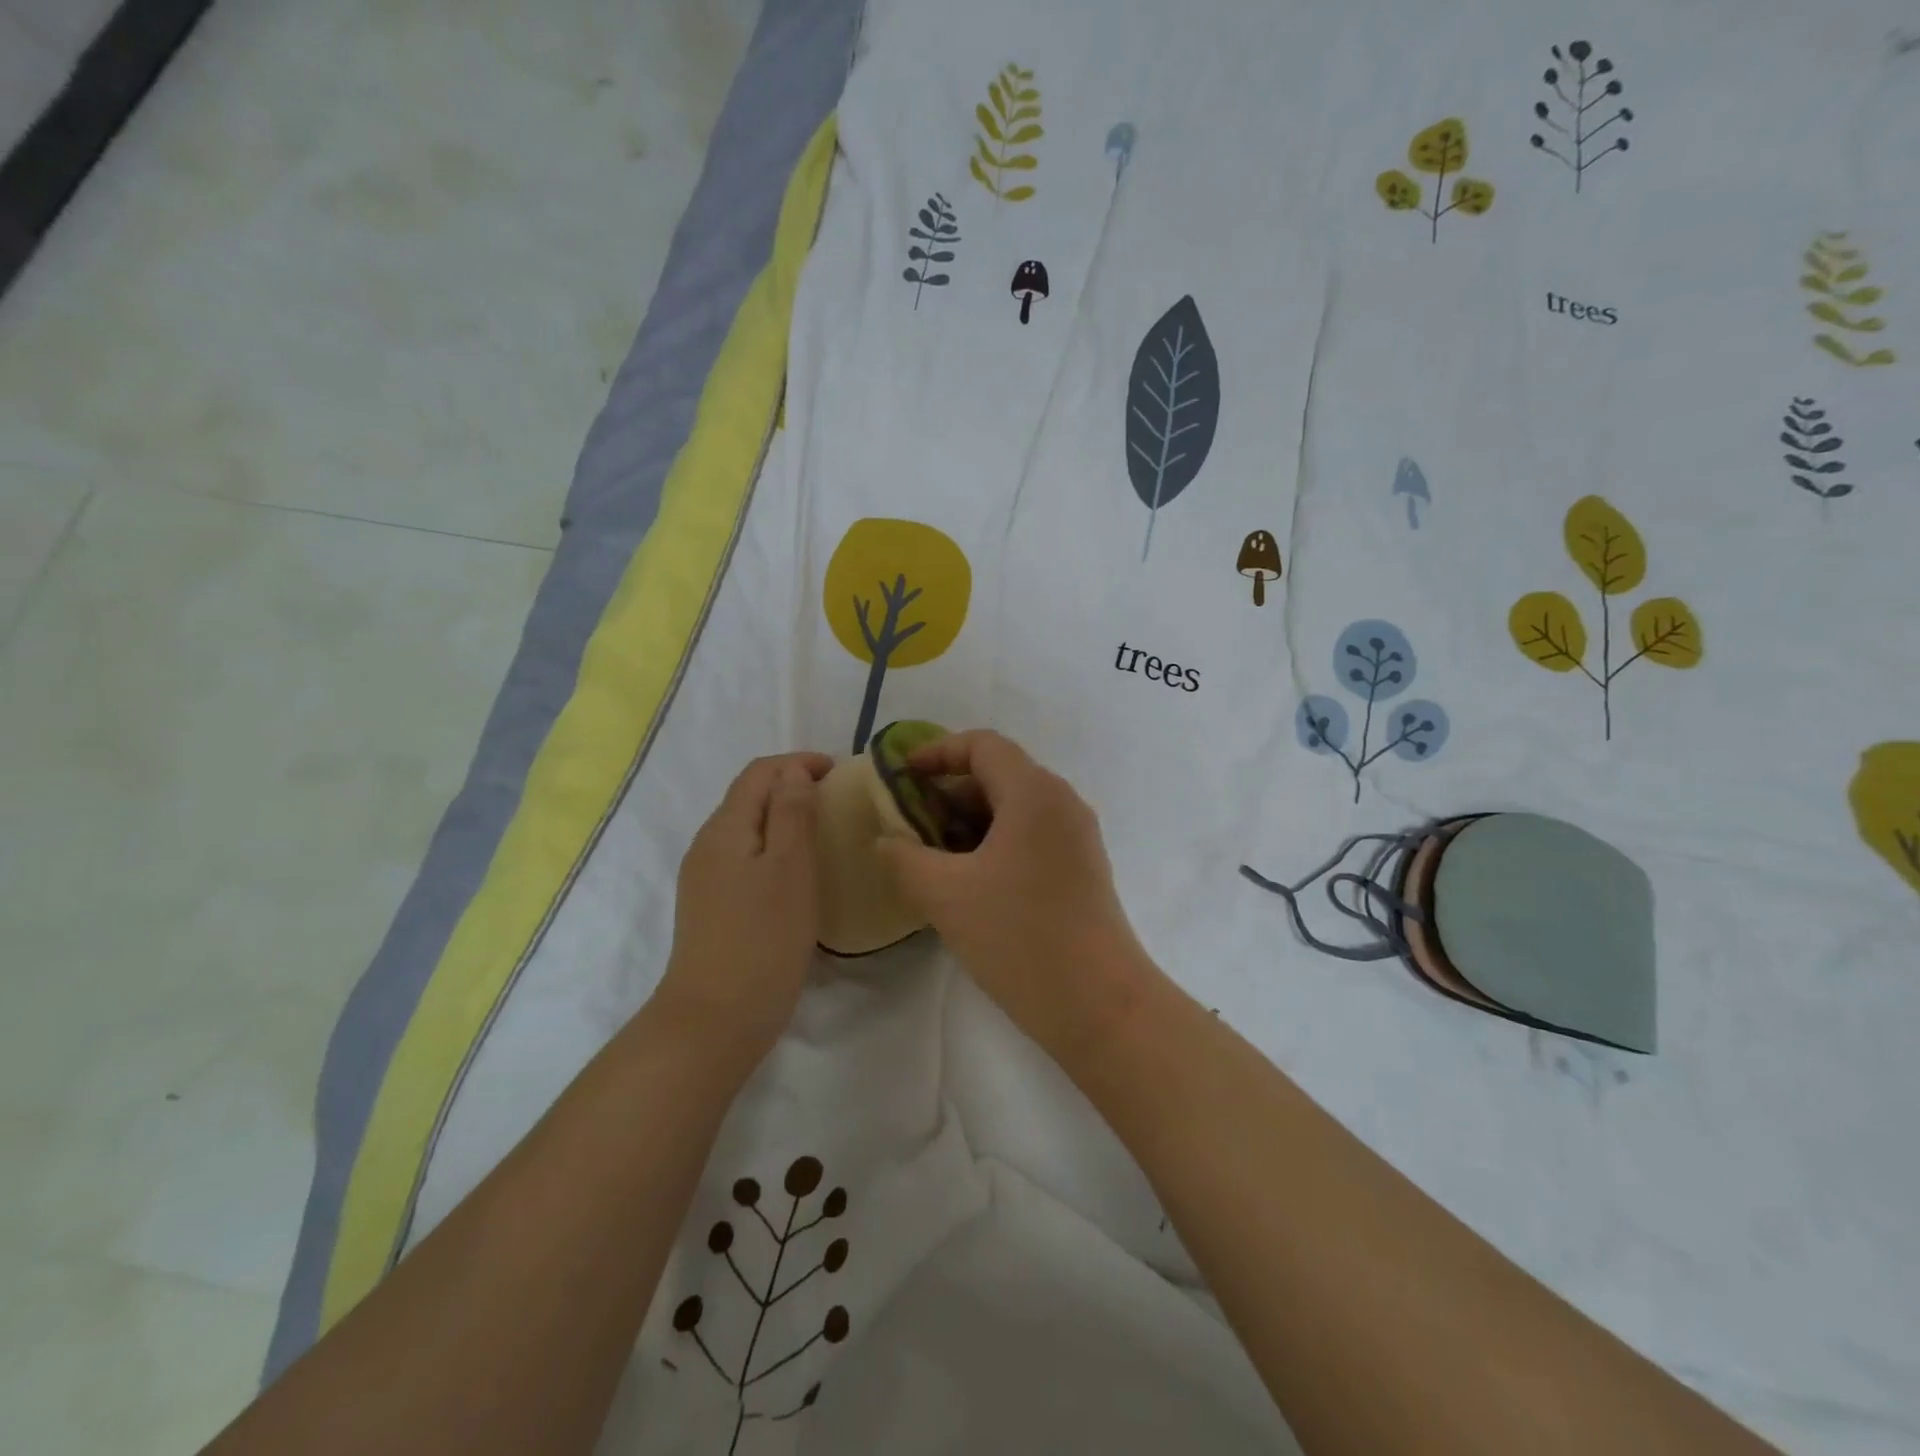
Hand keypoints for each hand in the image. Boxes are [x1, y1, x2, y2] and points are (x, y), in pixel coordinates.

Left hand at [655, 752, 834, 1063]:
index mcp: (725, 828)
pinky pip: (745, 858)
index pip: (759, 773)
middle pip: (749, 797)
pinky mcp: (711, 906)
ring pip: (748, 829)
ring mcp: (705, 878)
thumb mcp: (789, 869)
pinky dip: (774, 848)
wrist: (714, 1021)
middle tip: (837, 801)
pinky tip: (797, 872)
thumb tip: (794, 773)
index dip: (798, 763)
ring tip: (823, 831)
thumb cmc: (762, 939)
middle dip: (792, 787)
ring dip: (784, 818)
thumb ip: (791, 813)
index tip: (840, 773)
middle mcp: (708, 845)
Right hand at [876, 730, 1154, 1057]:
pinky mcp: (1082, 868)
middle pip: (998, 774)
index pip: (982, 745)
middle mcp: (1061, 802)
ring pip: (1014, 808)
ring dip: (969, 820)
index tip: (900, 775)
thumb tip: (886, 840)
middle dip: (948, 792)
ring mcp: (1077, 836)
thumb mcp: (946, 895)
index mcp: (1033, 792)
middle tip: (909, 822)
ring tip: (931, 855)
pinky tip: (967, 880)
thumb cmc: (1019, 937)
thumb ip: (904, 857)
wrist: (1099, 1004)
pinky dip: (994, 842)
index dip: (937, 751)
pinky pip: (1031, 835)